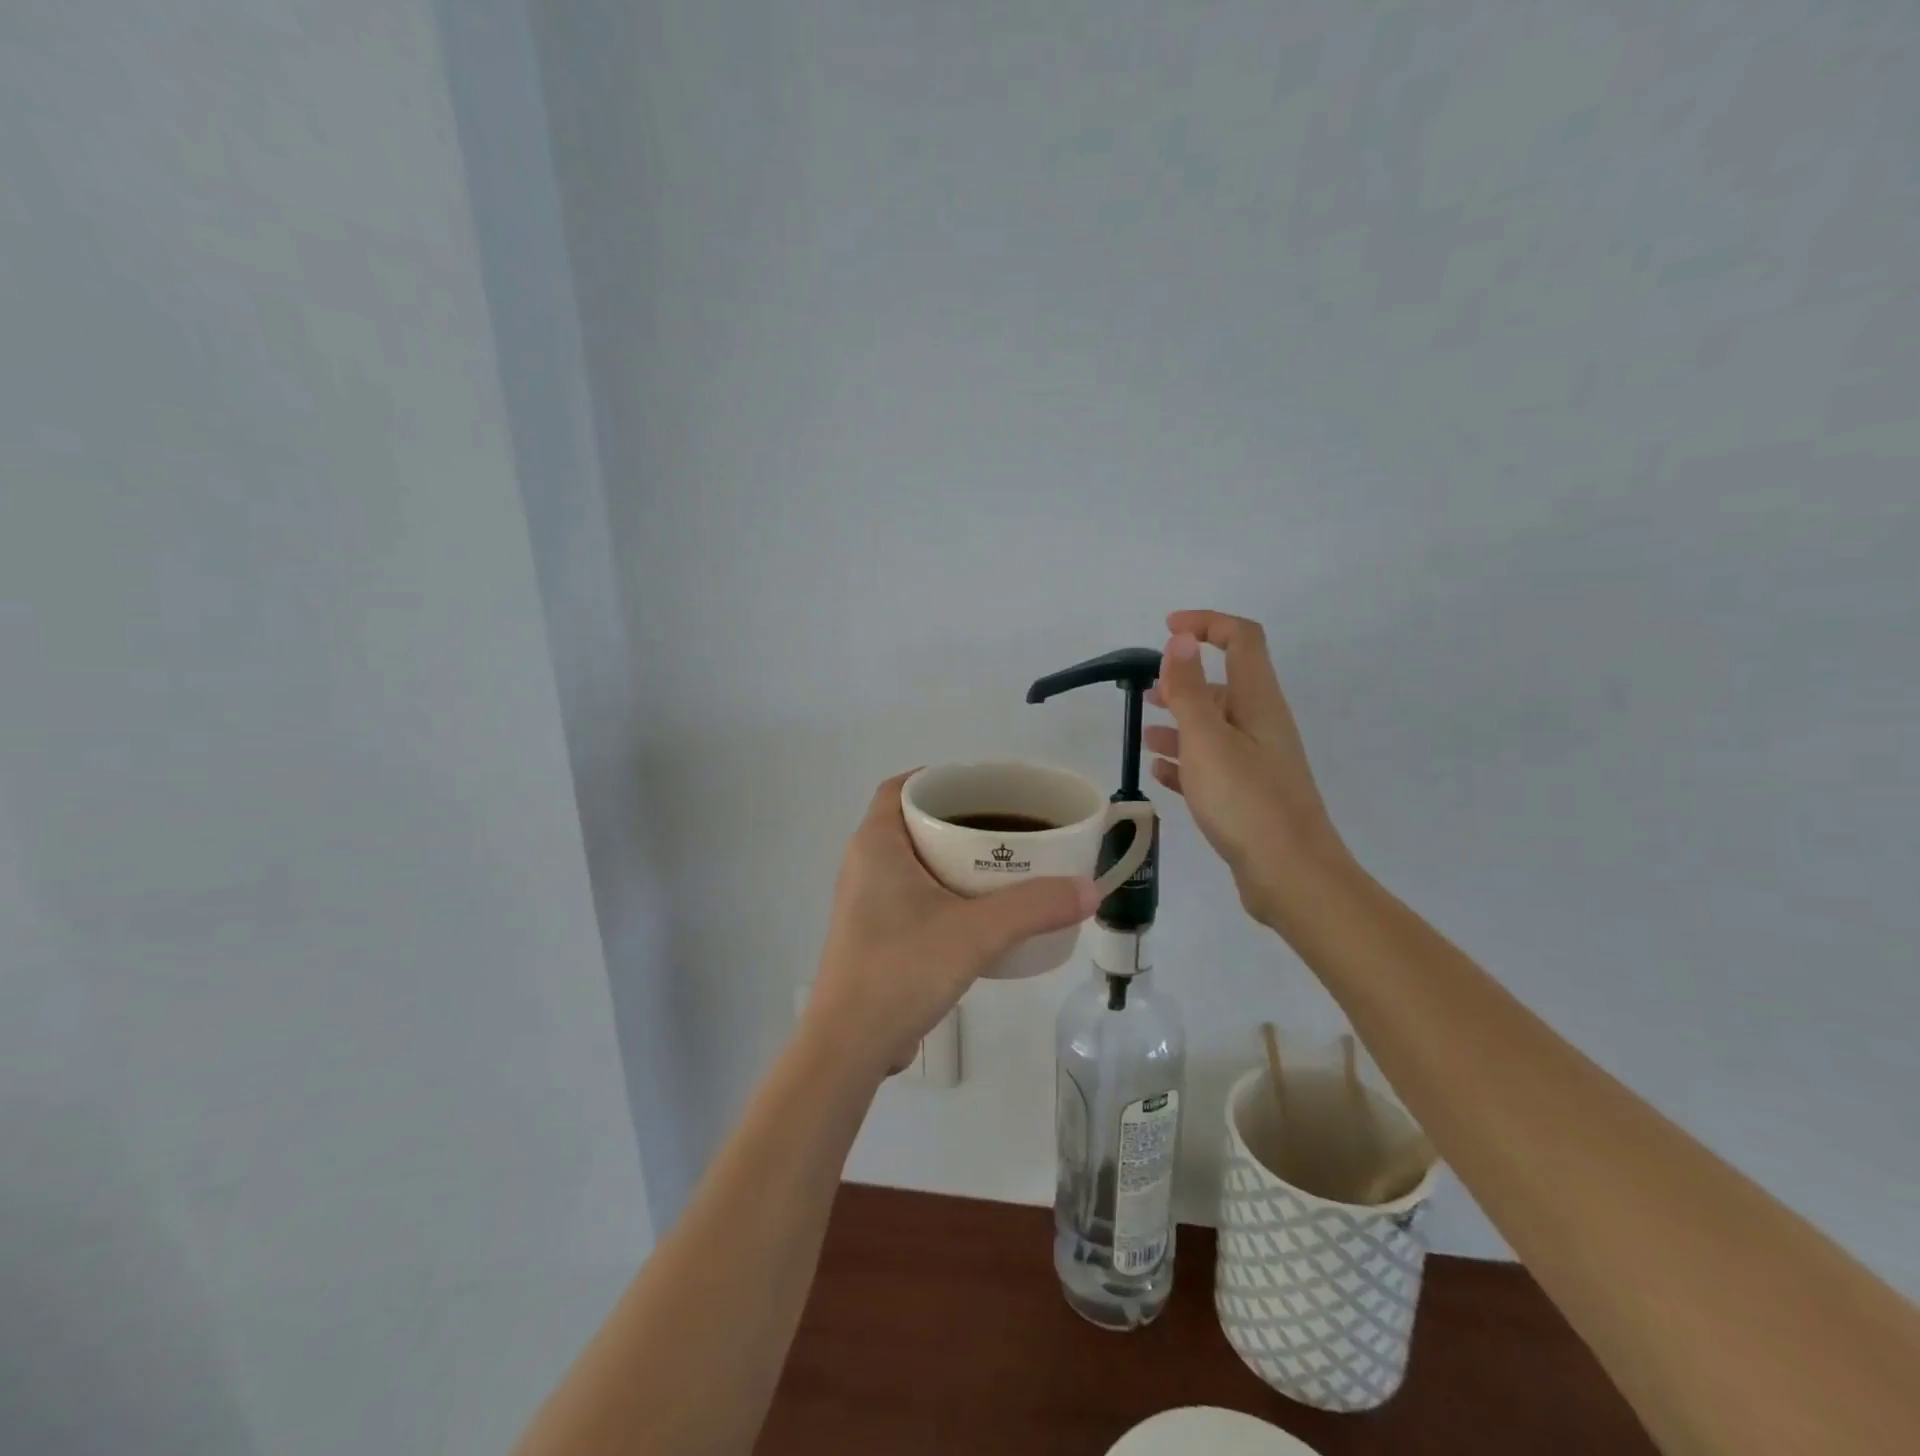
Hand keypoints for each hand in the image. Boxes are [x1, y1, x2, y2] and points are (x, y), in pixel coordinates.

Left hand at [805, 772, 1097, 1076]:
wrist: (850, 1046)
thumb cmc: (902, 969)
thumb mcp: (976, 933)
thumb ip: (1035, 907)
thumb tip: (1089, 889)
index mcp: (876, 844)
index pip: (901, 787)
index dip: (939, 778)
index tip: (983, 787)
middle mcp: (864, 864)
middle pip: (912, 822)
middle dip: (957, 818)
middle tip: (1005, 824)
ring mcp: (866, 902)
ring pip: (913, 861)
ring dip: (951, 857)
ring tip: (1001, 863)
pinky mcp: (873, 935)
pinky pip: (912, 894)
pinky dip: (943, 890)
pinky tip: (979, 911)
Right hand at [1146, 610, 1347, 925]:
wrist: (1291, 877)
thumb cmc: (1246, 802)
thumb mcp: (1208, 740)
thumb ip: (1189, 690)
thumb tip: (1181, 639)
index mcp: (1258, 702)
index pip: (1241, 640)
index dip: (1207, 623)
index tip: (1167, 629)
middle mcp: (1261, 725)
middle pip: (1225, 685)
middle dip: (1184, 680)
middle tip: (1147, 691)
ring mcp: (1257, 762)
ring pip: (1215, 728)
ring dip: (1180, 722)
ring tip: (1145, 734)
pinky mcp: (1249, 796)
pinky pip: (1213, 766)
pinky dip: (1186, 761)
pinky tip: (1161, 771)